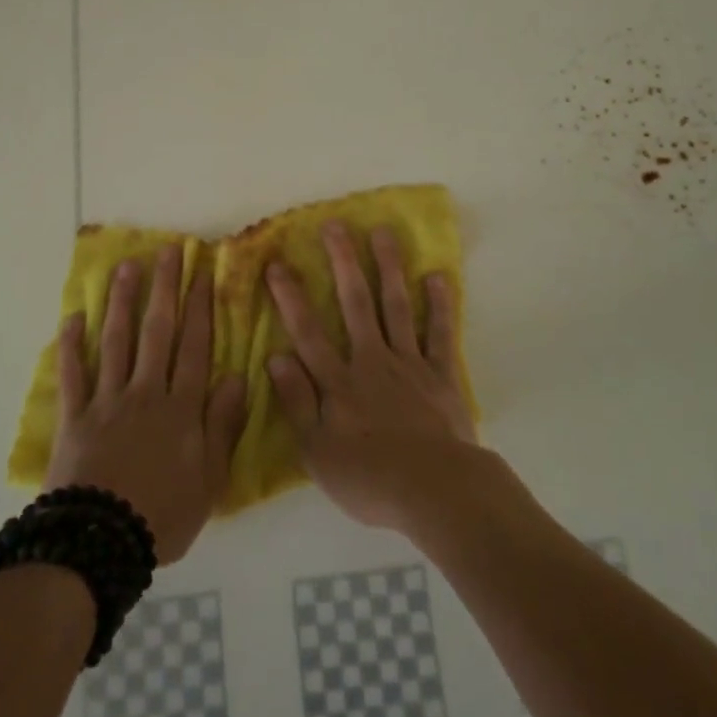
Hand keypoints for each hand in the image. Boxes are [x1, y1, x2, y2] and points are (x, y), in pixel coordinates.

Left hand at [46, 245, 246, 562]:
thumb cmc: (162, 516)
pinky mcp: (74, 417)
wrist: (98, 545)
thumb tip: (238, 378)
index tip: (202, 271)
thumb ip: (223, 426)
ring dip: (121, 302)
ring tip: (126, 267)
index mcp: (181, 408)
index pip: (195, 346)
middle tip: (167, 250)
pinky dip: (72, 346)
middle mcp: (145, 393)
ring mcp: (107, 401)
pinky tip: (73, 318)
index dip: (200, 307)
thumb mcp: (209, 480)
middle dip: (164, 288)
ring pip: (116, 341)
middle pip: (157, 332)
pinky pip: (73, 375)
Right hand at [265, 223, 477, 532]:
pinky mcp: (442, 375)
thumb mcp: (317, 452)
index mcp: (339, 382)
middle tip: (335, 225)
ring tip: (383, 233)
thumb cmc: (369, 479)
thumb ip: (297, 402)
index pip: (307, 332)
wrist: (434, 491)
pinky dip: (439, 305)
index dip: (290, 297)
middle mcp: (372, 361)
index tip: (277, 263)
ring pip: (396, 307)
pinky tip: (437, 277)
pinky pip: (440, 334)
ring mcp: (409, 364)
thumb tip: (275, 357)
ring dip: (388, 268)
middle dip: (343, 262)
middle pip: (355, 304)